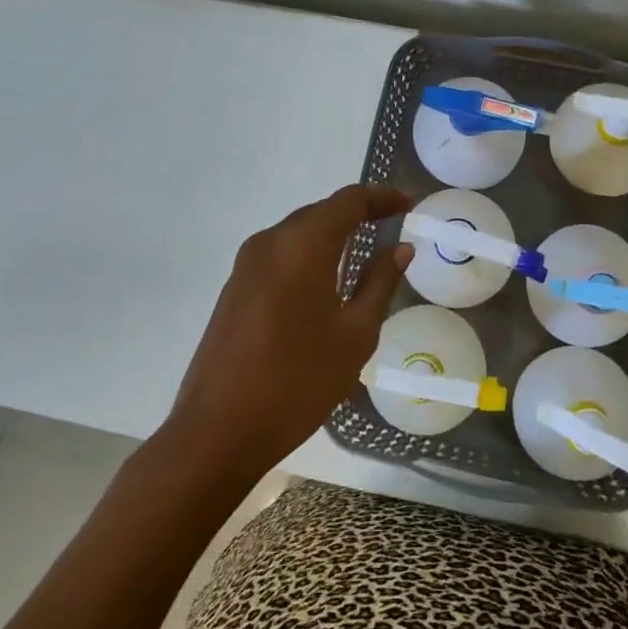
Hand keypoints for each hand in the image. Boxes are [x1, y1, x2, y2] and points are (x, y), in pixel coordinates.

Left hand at [162, 183, 412, 486]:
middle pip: (321, 211)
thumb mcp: (355, 334)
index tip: (409, 204)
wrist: (217, 431)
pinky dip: (308, 254)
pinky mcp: (234, 287)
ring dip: (332, 234)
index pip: (349, 200)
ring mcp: (246, 264)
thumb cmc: (298, 381)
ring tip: (364, 251)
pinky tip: (325, 281)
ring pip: (298, 232)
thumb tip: (400, 248)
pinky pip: (280, 254)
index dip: (382, 197)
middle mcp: (270, 241)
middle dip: (358, 213)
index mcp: (302, 244)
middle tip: (391, 226)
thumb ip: (379, 282)